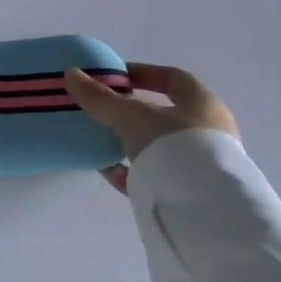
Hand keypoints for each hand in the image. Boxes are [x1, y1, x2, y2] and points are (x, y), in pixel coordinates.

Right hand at [64, 63, 238, 190]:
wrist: (204, 208)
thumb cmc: (173, 146)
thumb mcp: (129, 116)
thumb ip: (100, 97)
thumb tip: (70, 73)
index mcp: (202, 104)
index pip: (173, 78)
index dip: (143, 73)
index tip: (115, 77)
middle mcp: (209, 130)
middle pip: (165, 113)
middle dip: (133, 110)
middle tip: (104, 109)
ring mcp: (204, 163)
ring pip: (160, 145)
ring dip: (131, 141)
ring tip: (101, 141)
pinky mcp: (193, 191)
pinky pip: (157, 174)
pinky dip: (133, 170)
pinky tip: (109, 171)